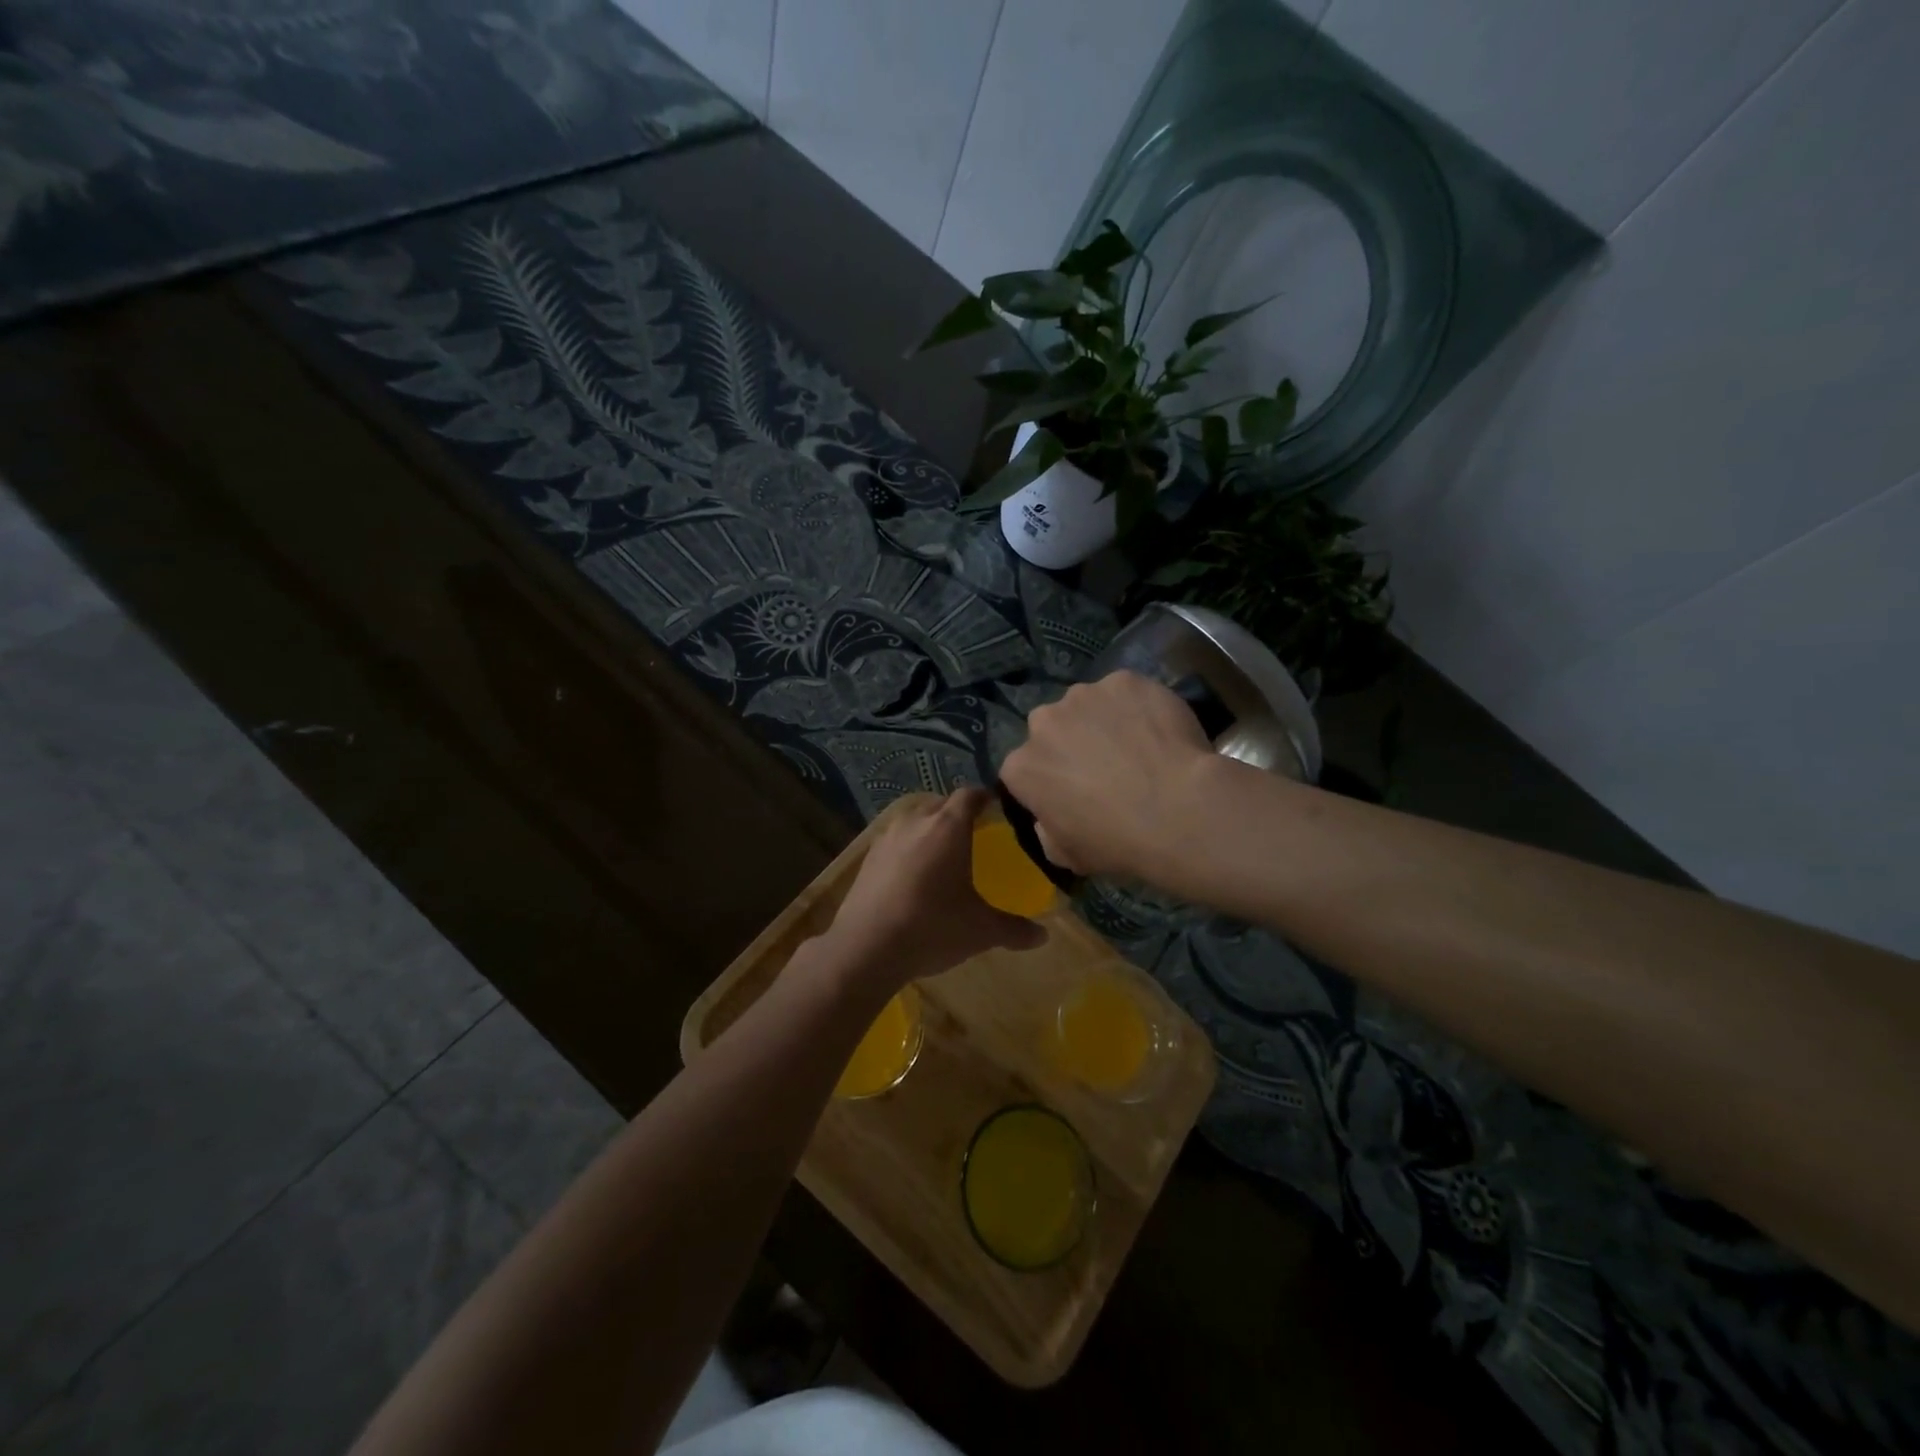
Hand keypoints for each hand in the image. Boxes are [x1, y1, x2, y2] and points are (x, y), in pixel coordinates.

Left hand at [814, 789, 1046, 997]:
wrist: (866, 947)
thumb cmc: (933, 928)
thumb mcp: (981, 930)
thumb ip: (1014, 929)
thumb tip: (1043, 936)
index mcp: (948, 827)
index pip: (970, 795)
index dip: (984, 797)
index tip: (995, 807)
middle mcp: (917, 821)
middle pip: (941, 803)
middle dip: (957, 812)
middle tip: (973, 833)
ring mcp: (887, 837)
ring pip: (914, 819)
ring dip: (929, 827)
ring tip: (941, 852)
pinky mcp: (867, 857)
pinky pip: (895, 840)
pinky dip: (907, 847)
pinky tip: (911, 873)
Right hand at [999, 671, 1216, 880]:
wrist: (1177, 810)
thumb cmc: (1117, 842)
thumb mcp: (1068, 856)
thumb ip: (1047, 830)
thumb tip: (1051, 816)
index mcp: (1021, 767)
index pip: (1024, 769)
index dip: (1048, 781)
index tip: (1072, 795)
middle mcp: (1042, 722)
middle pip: (1050, 729)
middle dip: (1069, 743)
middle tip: (1105, 768)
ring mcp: (1083, 695)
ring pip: (1087, 705)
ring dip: (1102, 721)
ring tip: (1137, 746)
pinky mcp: (1123, 680)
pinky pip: (1125, 693)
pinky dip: (1137, 706)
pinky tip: (1159, 730)